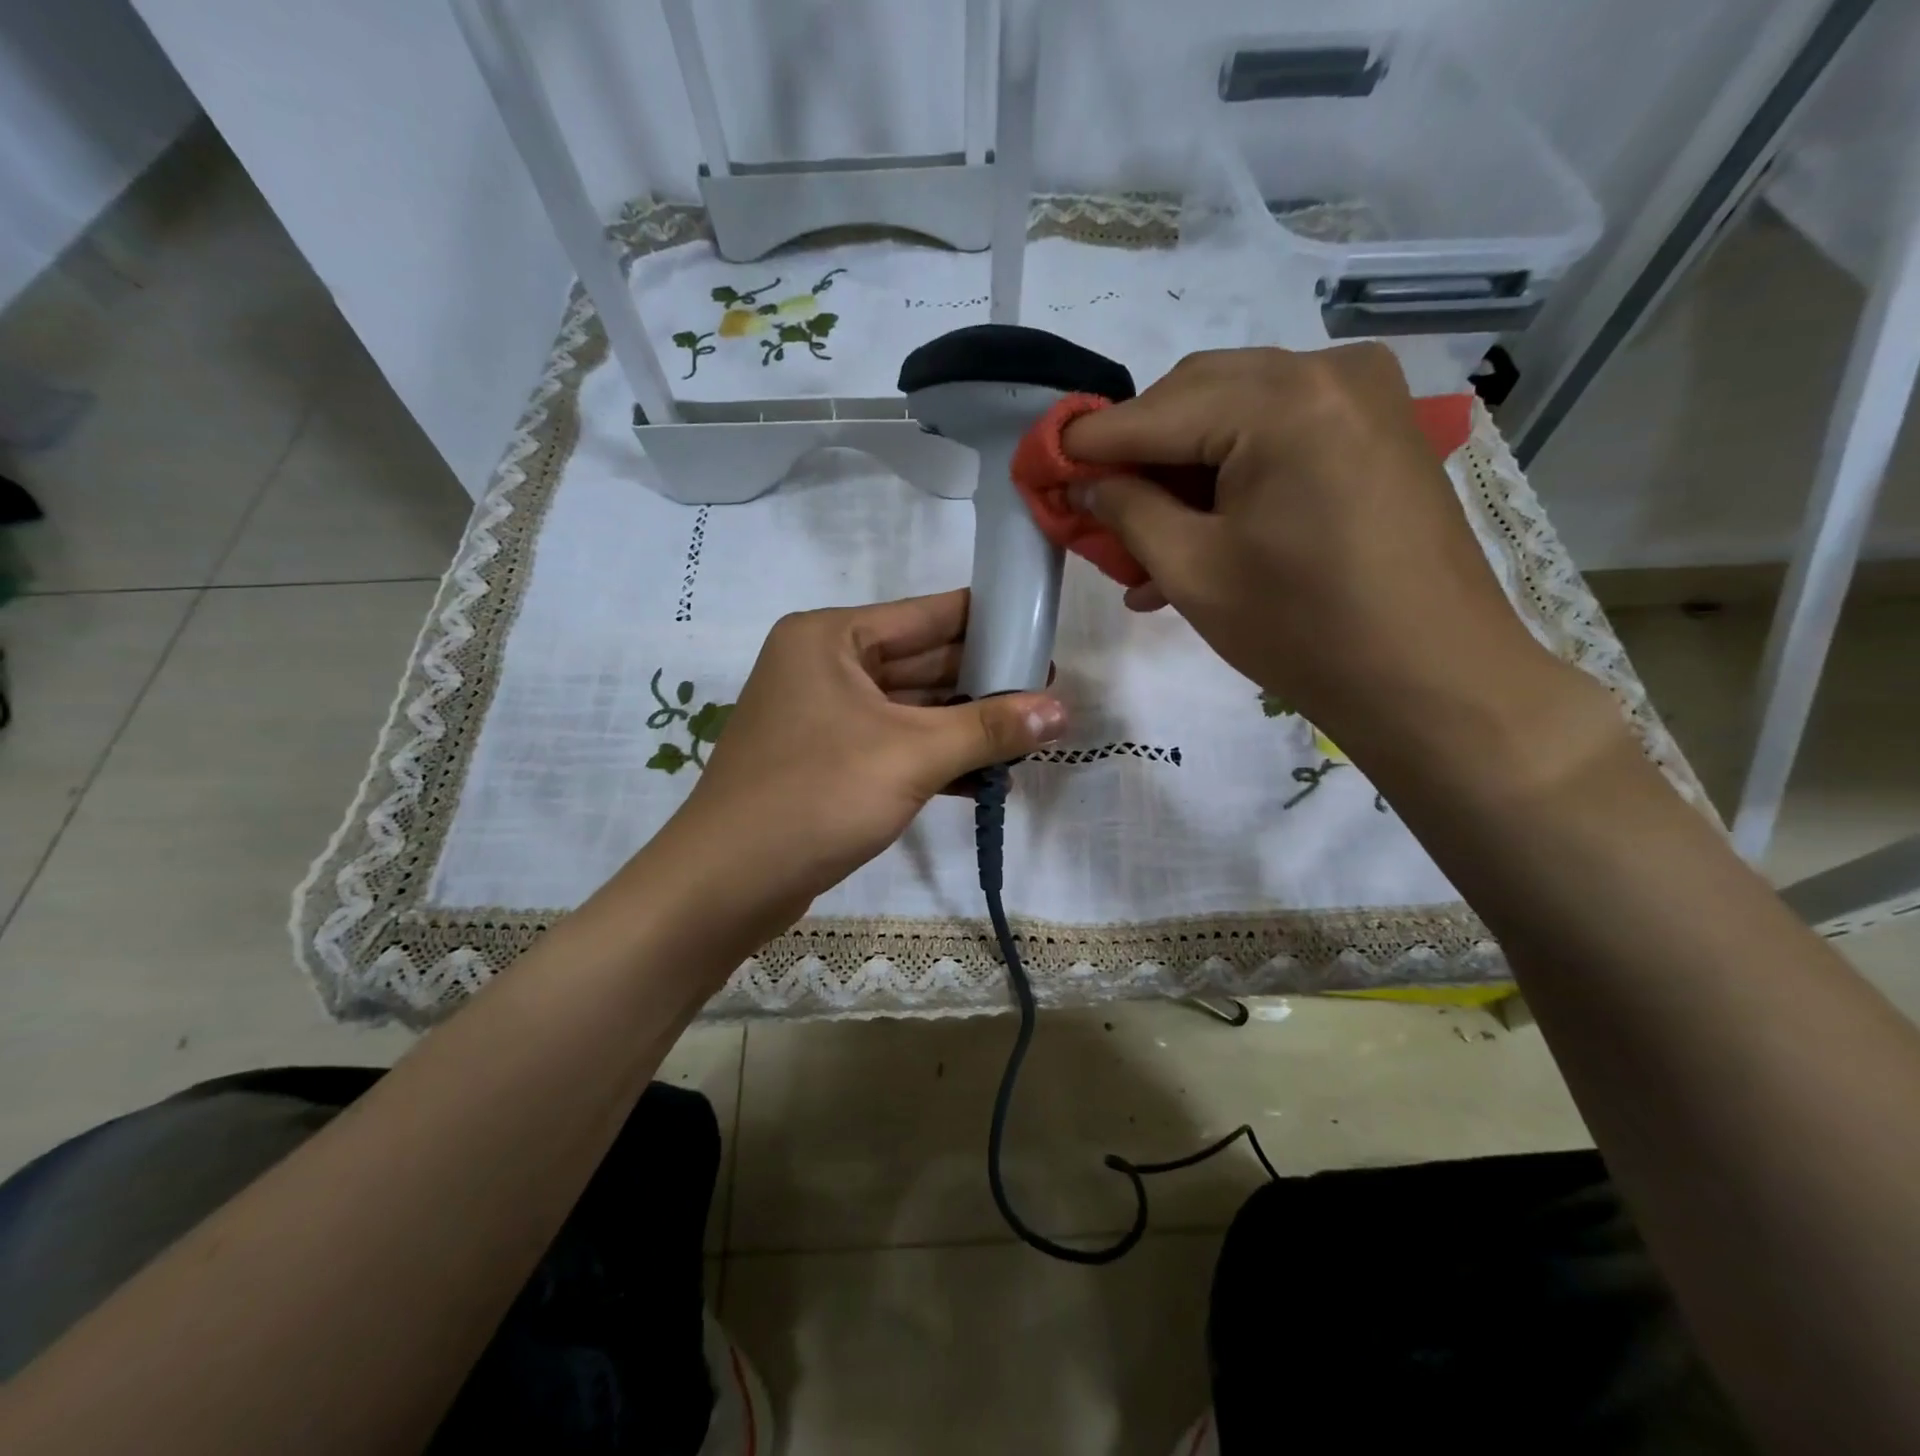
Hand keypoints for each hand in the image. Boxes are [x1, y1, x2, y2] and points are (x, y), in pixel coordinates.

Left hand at [651, 590, 1066, 940]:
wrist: (726, 885)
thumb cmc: (816, 797)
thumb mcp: (911, 756)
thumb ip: (989, 729)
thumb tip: (1063, 710)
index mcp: (832, 637)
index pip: (929, 615)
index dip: (991, 622)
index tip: (1044, 634)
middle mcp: (824, 665)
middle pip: (922, 662)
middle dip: (984, 682)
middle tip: (1048, 695)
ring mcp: (824, 716)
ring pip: (911, 709)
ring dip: (964, 726)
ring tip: (1031, 735)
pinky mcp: (828, 761)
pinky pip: (894, 745)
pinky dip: (935, 758)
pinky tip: (986, 778)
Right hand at [1062, 345, 1576, 768]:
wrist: (1434, 682)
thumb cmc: (1304, 631)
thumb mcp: (1194, 572)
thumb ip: (1128, 512)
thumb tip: (1086, 483)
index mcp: (1283, 401)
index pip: (1154, 411)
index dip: (1089, 442)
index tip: (1041, 464)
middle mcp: (1329, 371)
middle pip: (1196, 396)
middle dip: (1139, 453)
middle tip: (1098, 508)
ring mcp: (1363, 398)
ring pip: (1236, 416)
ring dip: (1182, 471)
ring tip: (1143, 541)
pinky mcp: (1377, 432)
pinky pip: (1280, 437)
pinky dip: (1232, 478)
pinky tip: (1198, 534)